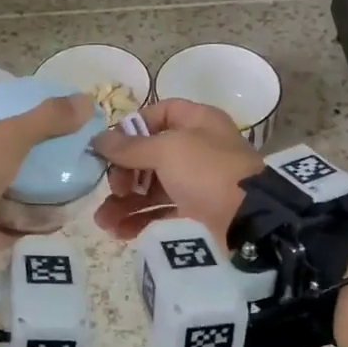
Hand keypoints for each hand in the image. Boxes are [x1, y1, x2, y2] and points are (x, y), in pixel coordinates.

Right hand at [90, 99, 262, 244]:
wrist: (250, 219)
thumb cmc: (207, 171)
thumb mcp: (166, 150)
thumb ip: (130, 146)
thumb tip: (98, 140)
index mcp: (197, 121)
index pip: (157, 114)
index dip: (131, 129)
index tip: (110, 148)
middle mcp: (196, 147)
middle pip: (149, 154)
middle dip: (123, 173)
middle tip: (112, 189)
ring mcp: (197, 180)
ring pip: (151, 186)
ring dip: (125, 202)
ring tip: (103, 222)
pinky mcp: (196, 210)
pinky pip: (161, 210)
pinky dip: (140, 219)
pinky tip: (120, 232)